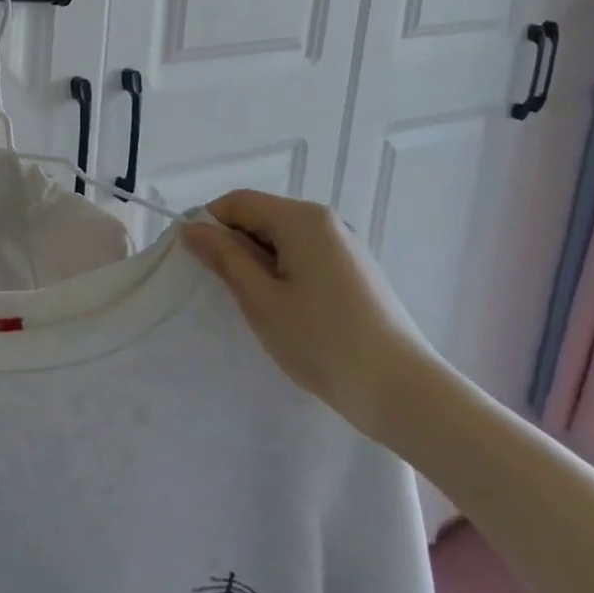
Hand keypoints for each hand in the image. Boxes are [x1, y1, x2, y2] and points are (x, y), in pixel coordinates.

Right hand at [182, 190, 439, 439]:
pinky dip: (285, 272)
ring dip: (259, 261)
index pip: (238, 201)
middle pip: (262, 215)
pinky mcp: (356, 271)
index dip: (209, 224)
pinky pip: (306, 255)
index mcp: (301, 219)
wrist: (402, 391)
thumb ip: (225, 258)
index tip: (194, 259)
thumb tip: (192, 228)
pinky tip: (287, 310)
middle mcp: (326, 221)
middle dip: (235, 244)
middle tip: (222, 288)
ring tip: (255, 304)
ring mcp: (346, 245)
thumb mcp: (261, 299)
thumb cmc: (322, 341)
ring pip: (283, 238)